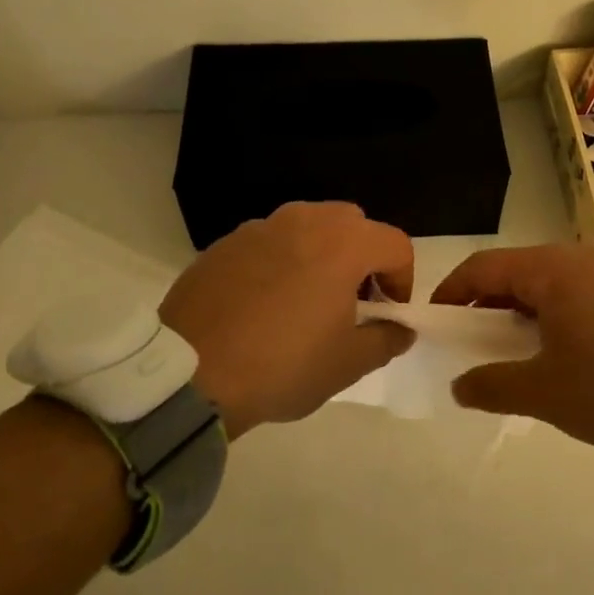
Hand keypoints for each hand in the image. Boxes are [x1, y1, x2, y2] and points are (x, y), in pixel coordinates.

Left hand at [160, 202, 415, 437]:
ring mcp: (260, 227)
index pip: (395, 244)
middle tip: (352, 302)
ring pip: (309, 228)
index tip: (387, 313)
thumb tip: (402, 329)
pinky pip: (269, 242)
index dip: (403, 279)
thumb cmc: (283, 365)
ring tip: (306, 301)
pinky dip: (281, 262)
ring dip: (321, 255)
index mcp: (343, 243)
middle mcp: (305, 220)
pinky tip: (264, 304)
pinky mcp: (225, 243)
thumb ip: (387, 339)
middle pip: (353, 225)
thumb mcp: (348, 363)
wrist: (190, 374)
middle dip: (363, 259)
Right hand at [432, 245, 593, 458]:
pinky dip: (551, 316)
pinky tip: (559, 353)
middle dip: (485, 306)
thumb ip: (493, 386)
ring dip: (520, 313)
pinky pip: (574, 293)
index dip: (451, 293)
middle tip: (471, 345)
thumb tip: (459, 385)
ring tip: (513, 354)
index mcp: (549, 270)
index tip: (434, 324)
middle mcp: (576, 259)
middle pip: (513, 272)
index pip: (482, 268)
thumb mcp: (545, 393)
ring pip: (545, 284)